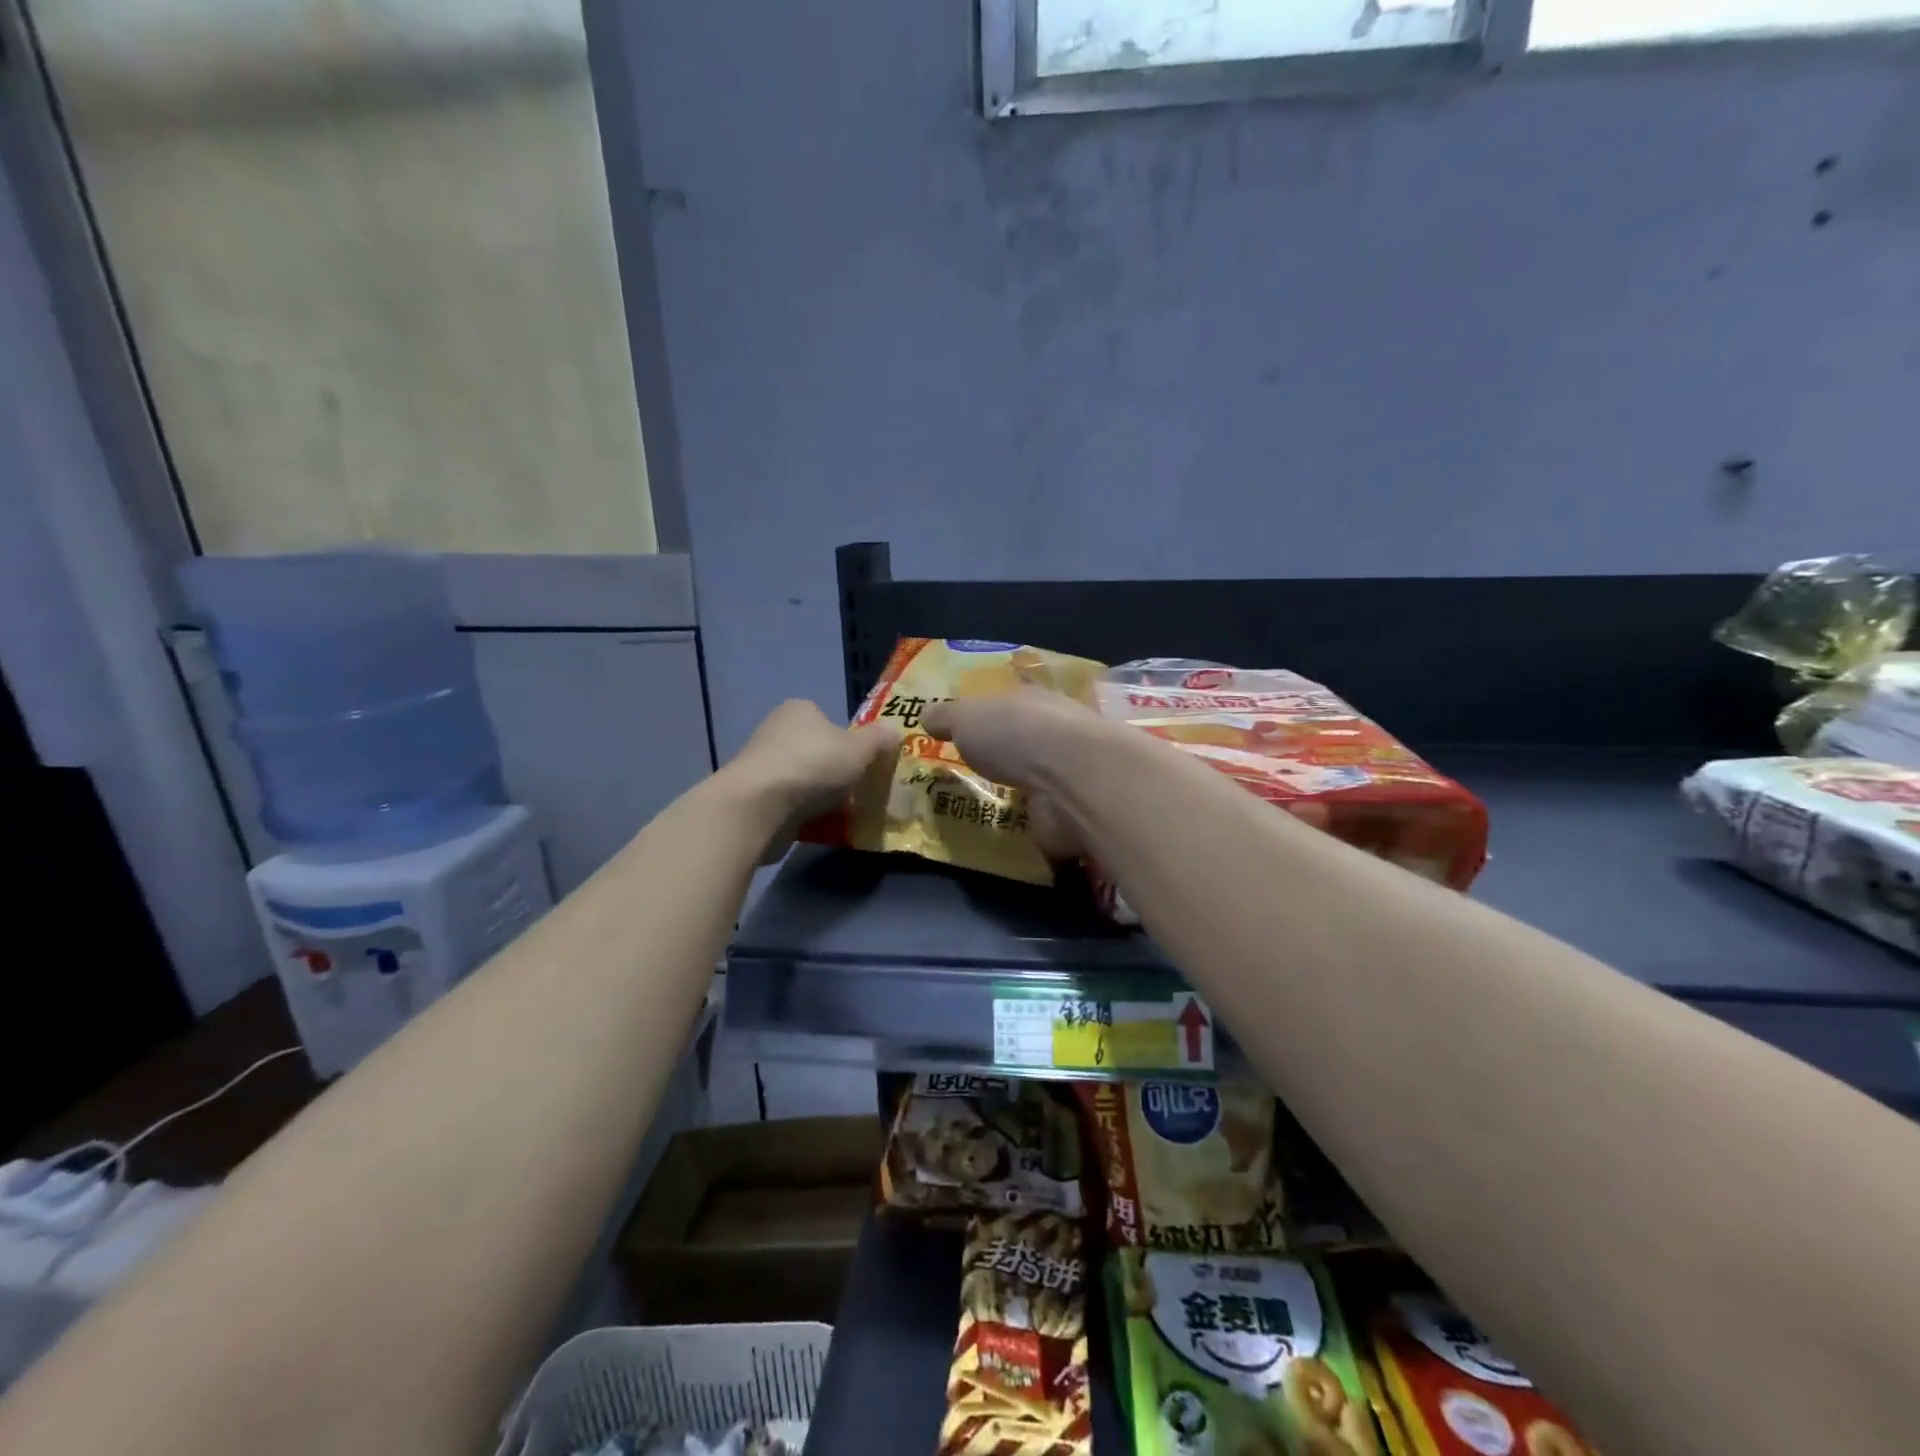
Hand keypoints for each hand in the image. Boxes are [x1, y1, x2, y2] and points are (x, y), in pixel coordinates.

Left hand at [724, 700, 900, 855]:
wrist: (760, 807)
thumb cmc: (814, 765)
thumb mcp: (860, 749)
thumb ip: (879, 740)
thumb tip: (893, 732)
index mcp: (800, 709)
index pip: (828, 720)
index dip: (849, 741)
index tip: (864, 763)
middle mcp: (776, 730)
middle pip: (816, 750)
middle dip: (834, 770)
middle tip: (857, 789)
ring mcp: (761, 765)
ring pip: (802, 778)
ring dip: (818, 794)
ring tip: (842, 812)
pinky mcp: (753, 797)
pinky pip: (788, 803)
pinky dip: (802, 813)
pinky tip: (819, 826)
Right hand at [922, 688, 1108, 858]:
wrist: (1071, 779)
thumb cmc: (1016, 734)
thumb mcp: (966, 717)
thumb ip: (946, 717)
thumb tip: (925, 714)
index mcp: (1034, 701)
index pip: (1012, 703)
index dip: (992, 714)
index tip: (971, 730)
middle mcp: (1057, 734)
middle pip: (1027, 742)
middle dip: (1007, 757)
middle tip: (974, 773)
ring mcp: (1068, 776)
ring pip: (1038, 782)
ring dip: (1021, 794)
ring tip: (986, 809)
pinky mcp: (1072, 814)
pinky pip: (1044, 819)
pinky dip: (1032, 825)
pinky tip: (1009, 835)